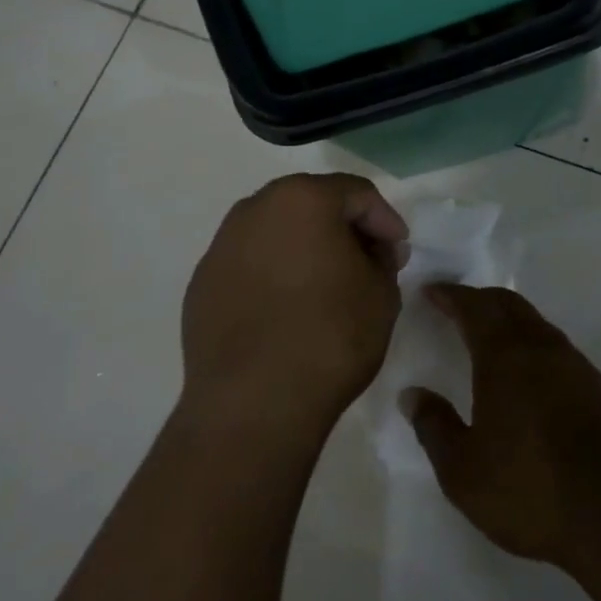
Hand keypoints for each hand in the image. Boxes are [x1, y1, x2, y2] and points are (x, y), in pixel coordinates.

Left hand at [181, 173, 408, 440]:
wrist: (253, 406)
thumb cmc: (330, 337)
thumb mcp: (382, 292)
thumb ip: (383, 257)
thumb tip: (373, 249)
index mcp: (303, 198)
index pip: (357, 193)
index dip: (384, 220)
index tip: (398, 252)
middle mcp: (255, 209)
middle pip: (312, 204)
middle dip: (343, 228)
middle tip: (367, 262)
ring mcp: (221, 246)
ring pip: (276, 232)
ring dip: (305, 248)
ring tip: (326, 285)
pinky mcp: (202, 285)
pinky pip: (250, 264)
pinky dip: (273, 274)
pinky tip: (287, 309)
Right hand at [404, 285, 600, 567]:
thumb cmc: (529, 489)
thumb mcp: (463, 471)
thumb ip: (434, 427)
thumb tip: (413, 394)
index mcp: (505, 356)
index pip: (474, 307)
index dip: (450, 296)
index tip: (431, 291)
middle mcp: (541, 346)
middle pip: (508, 304)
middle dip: (480, 298)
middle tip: (456, 305)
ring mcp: (574, 363)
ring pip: (535, 322)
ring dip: (508, 318)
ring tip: (488, 334)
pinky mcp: (596, 385)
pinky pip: (554, 345)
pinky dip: (531, 341)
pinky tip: (527, 369)